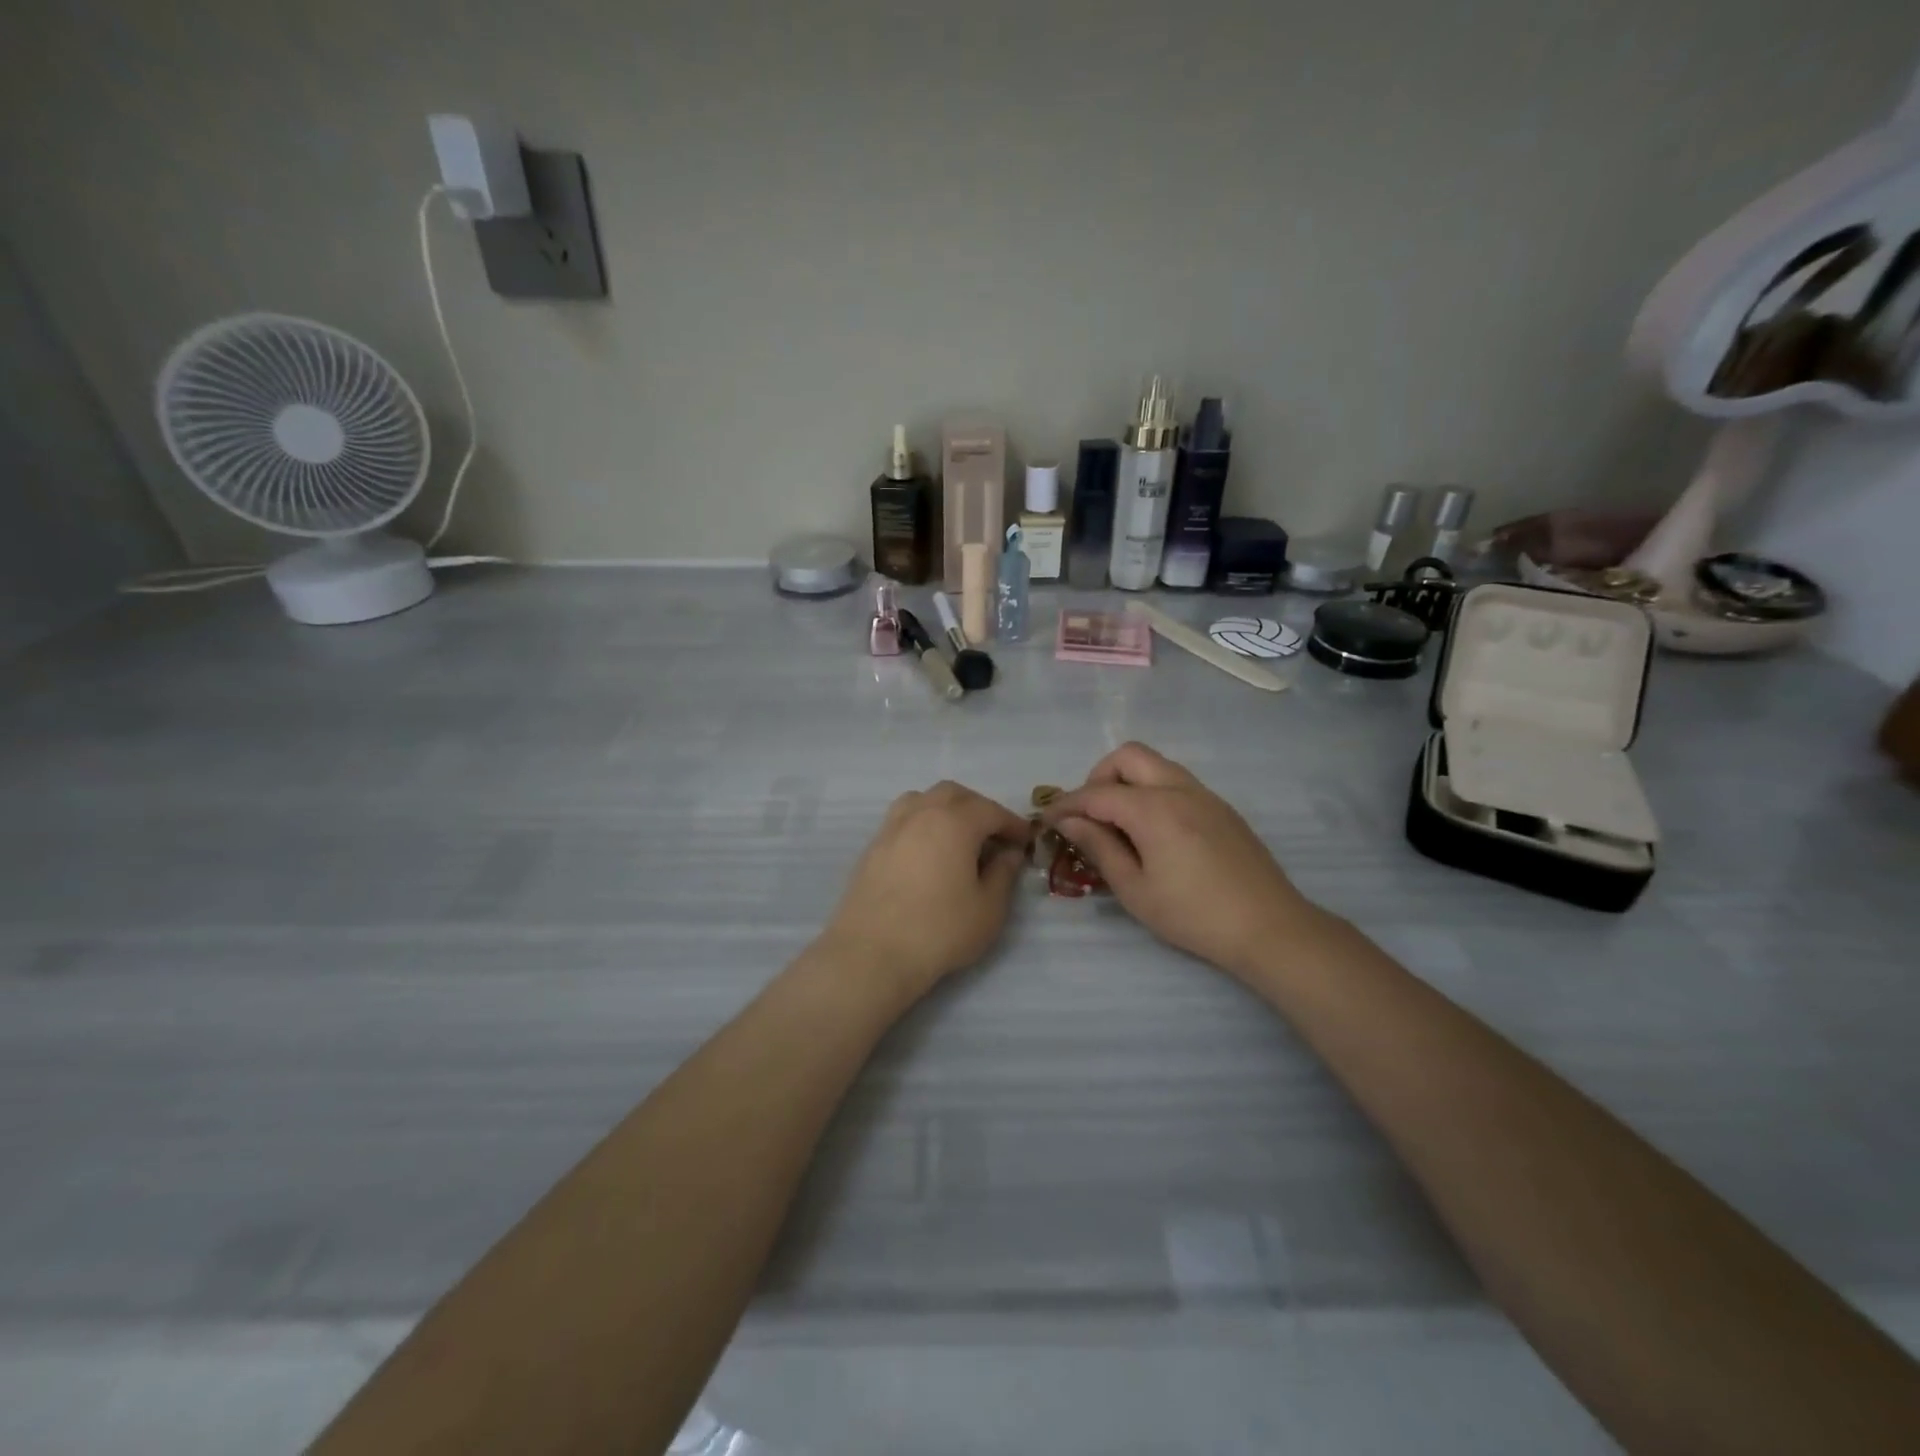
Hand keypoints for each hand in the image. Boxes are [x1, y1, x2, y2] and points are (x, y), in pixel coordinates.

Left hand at [820, 781, 1032, 999]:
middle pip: (954, 794)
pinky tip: (928, 853)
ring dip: (945, 809)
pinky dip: (922, 824)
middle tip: (993, 836)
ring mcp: (891, 828)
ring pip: (922, 800)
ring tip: (957, 837)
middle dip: (978, 808)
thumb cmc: (940, 930)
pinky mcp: (872, 847)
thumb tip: (1009, 853)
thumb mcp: (988, 908)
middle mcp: (921, 813)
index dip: (1012, 823)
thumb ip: (1003, 874)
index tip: (1026, 840)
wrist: (872, 953)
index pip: (991, 810)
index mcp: (954, 822)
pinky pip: (902, 820)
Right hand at [1042, 743, 1320, 976]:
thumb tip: (1068, 821)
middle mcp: (1179, 789)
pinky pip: (1177, 782)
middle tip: (1090, 815)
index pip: (1096, 793)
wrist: (1269, 927)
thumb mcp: (1135, 889)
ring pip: (1156, 765)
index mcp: (1154, 809)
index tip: (1046, 821)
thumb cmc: (1193, 915)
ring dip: (1128, 782)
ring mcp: (1205, 795)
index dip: (1066, 804)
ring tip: (1119, 824)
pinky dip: (1153, 792)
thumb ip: (1099, 848)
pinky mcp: (1221, 808)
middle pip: (1128, 756)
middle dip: (1099, 777)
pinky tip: (1153, 833)